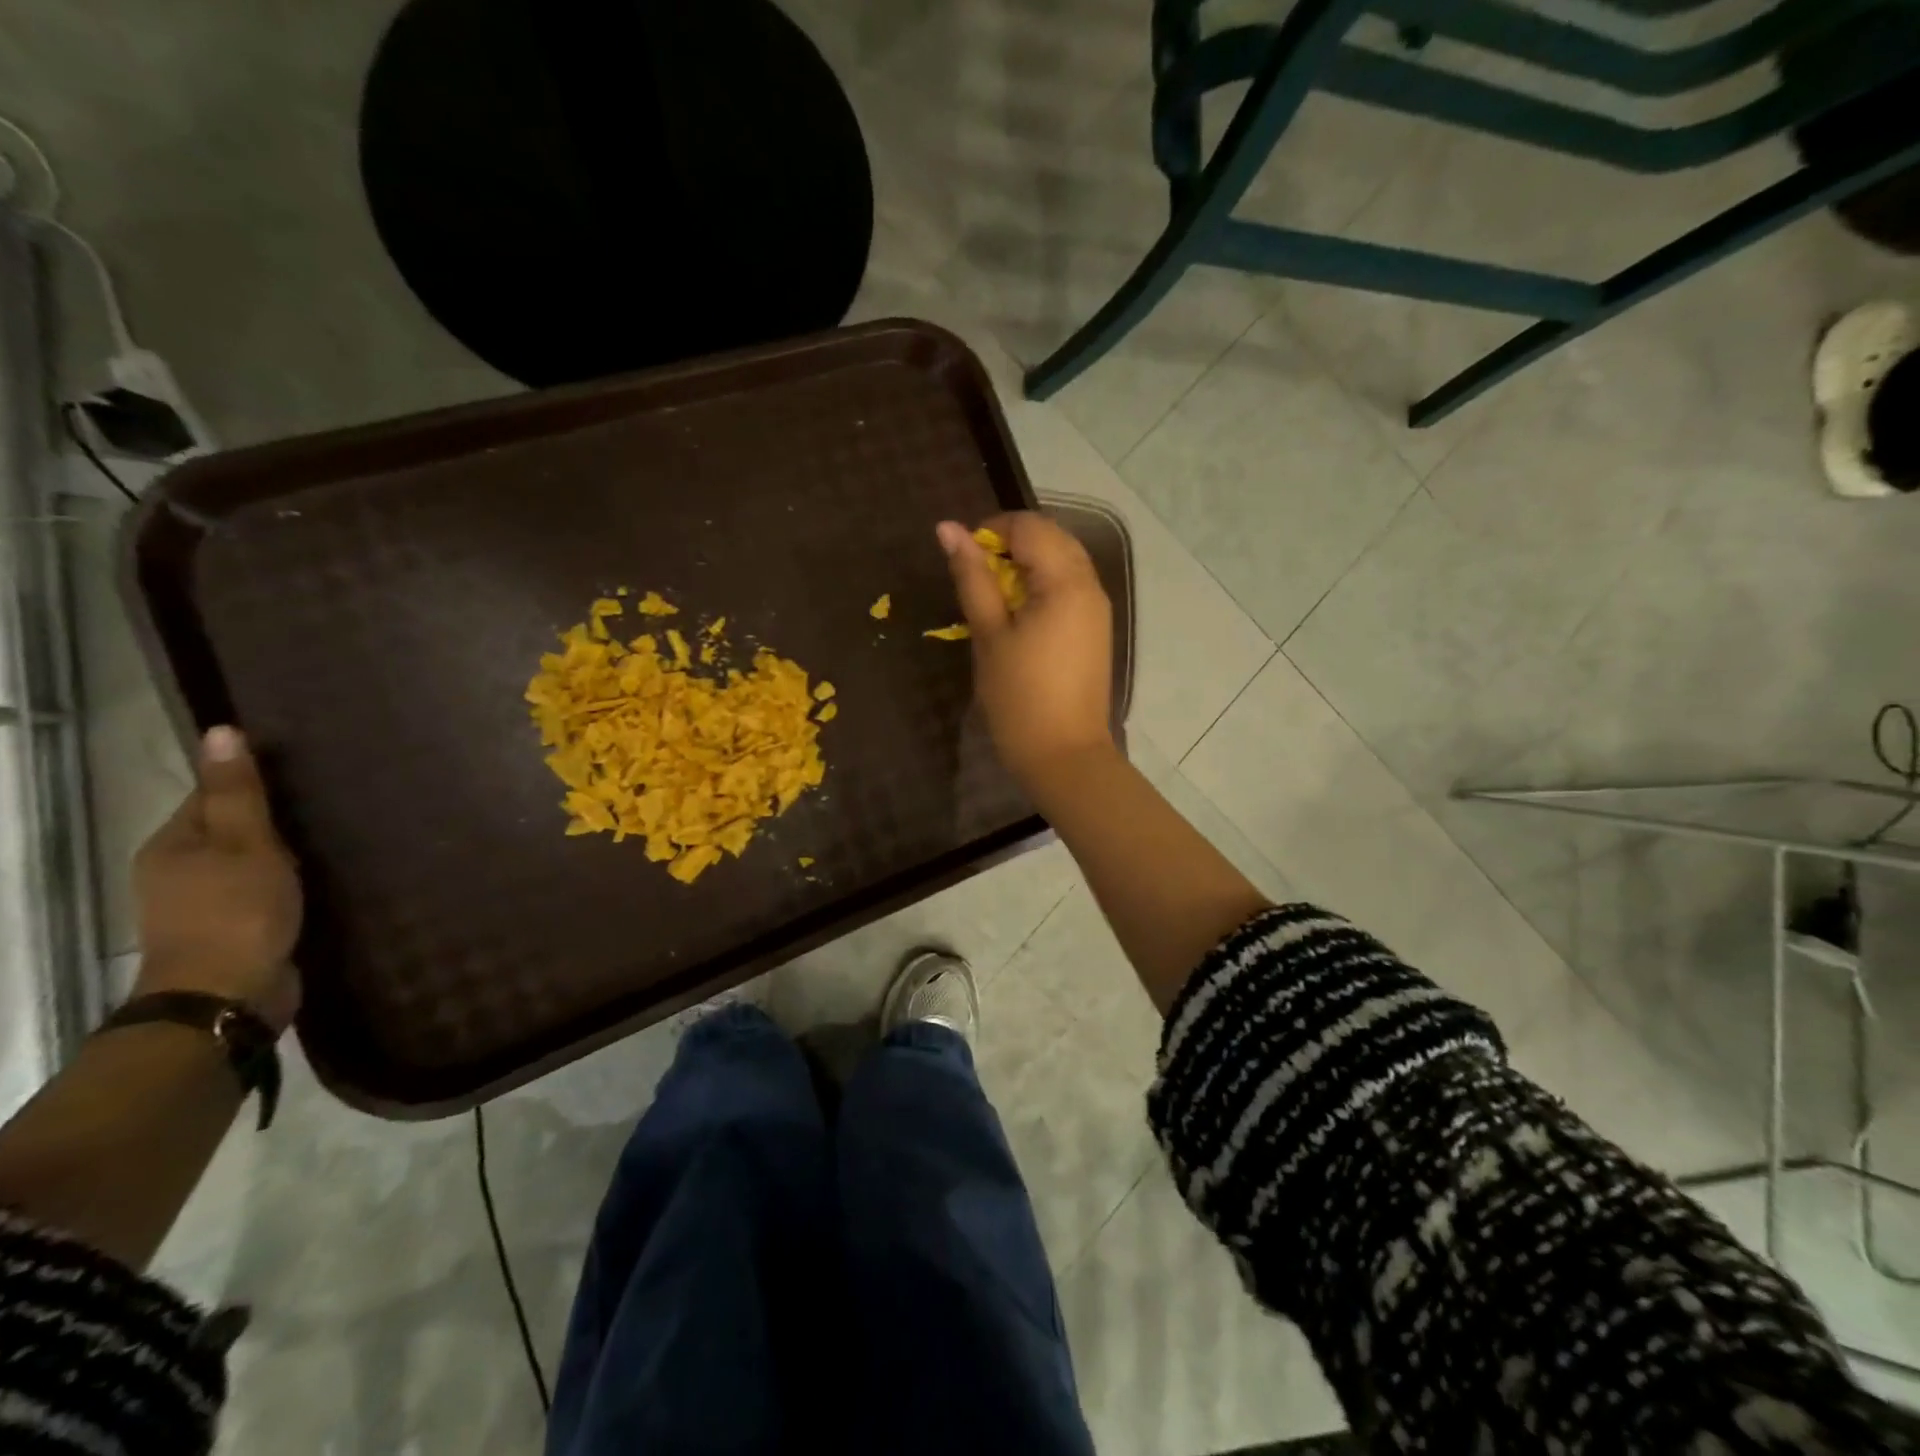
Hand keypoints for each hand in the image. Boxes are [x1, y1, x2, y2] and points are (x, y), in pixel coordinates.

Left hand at [132, 727, 302, 1032]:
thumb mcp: (244, 843)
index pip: (212, 794)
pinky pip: (262, 889)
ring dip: (284, 851)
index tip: (305, 771)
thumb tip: (221, 730)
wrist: (229, 995)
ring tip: (334, 836)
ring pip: (248, 861)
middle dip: (272, 817)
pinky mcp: (234, 928)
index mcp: (171, 845)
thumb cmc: (236, 911)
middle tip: (330, 801)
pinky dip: (287, 879)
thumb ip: (238, 792)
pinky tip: (321, 876)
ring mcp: (204, 904)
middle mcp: (178, 870)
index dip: (253, 780)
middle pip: (230, 829)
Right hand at [939, 512, 1113, 786]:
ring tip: (994, 599)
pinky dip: (1042, 586)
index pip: (1030, 526)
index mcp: (1066, 581)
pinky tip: (1019, 616)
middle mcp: (1090, 585)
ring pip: (1062, 561)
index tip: (963, 560)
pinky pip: (1070, 587)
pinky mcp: (1096, 630)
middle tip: (976, 579)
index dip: (991, 530)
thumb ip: (972, 578)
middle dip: (1010, 545)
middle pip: (1050, 538)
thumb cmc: (1019, 698)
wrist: (1064, 756)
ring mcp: (1098, 608)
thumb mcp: (989, 635)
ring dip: (1026, 566)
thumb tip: (948, 528)